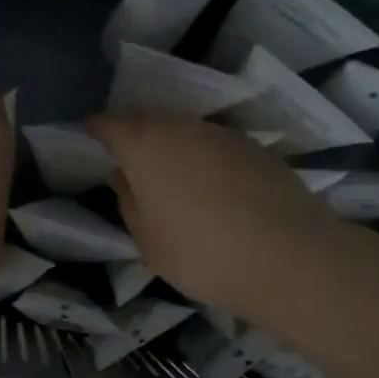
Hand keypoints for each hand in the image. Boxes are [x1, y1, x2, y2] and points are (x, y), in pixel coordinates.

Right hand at [89, 113, 337, 324]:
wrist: (287, 257)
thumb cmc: (200, 253)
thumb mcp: (147, 240)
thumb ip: (128, 201)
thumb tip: (122, 176)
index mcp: (145, 145)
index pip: (109, 123)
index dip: (97, 130)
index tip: (91, 138)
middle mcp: (183, 126)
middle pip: (150, 120)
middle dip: (136, 136)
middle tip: (130, 162)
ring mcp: (224, 133)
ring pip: (187, 131)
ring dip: (174, 148)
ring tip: (173, 180)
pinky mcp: (257, 148)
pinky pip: (217, 147)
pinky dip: (207, 161)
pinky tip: (213, 191)